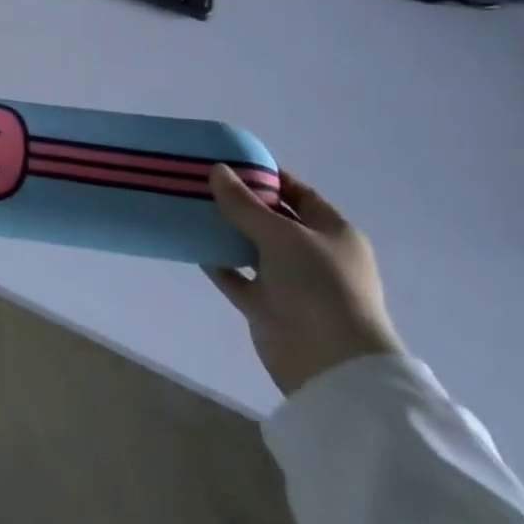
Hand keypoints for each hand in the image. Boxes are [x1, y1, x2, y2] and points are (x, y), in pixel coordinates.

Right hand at [206, 165, 402, 396]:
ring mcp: (290, 282)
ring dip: (226, 231)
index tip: (231, 161)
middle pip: (272, 220)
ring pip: (252, 248)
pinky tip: (192, 244)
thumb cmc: (318, 285)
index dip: (268, 176)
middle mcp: (313, 255)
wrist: (329, 362)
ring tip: (190, 207)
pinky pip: (237, 277)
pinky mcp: (267, 306)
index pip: (298, 194)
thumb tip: (217, 170)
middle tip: (201, 181)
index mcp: (332, 232)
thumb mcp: (281, 235)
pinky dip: (218, 263)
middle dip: (240, 202)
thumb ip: (245, 204)